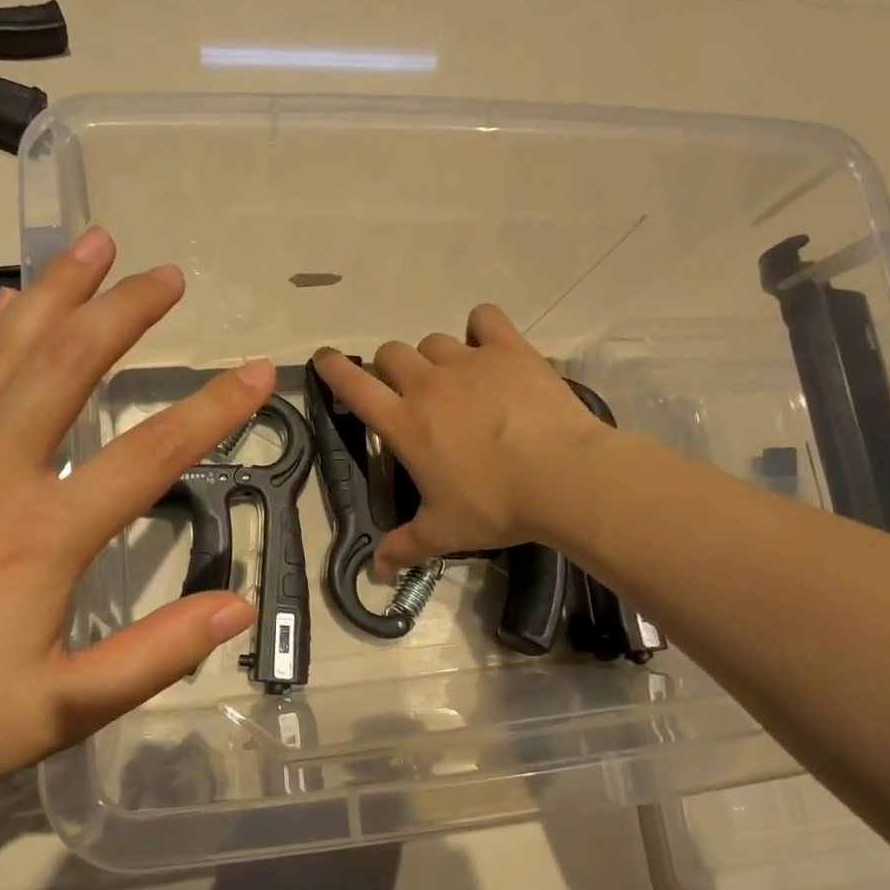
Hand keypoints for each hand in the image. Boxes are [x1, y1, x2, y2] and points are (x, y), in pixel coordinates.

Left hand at [0, 228, 272, 809]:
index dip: (214, 409)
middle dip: (126, 311)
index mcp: (41, 533)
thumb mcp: (57, 712)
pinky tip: (12, 305)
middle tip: (169, 273)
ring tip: (94, 245)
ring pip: (8, 349)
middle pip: (71, 365)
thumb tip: (236, 607)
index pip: (151, 454)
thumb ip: (154, 656)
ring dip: (58, 292)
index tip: (259, 371)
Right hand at [314, 306, 609, 572]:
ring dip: (434, 357)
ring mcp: (468, 362)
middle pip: (392, 353)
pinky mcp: (508, 350)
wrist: (563, 478)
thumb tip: (377, 571)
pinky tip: (489, 345)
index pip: (354, 385)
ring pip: (433, 341)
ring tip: (454, 379)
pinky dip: (481, 328)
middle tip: (410, 393)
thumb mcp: (444, 532)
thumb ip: (405, 547)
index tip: (326, 359)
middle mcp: (427, 385)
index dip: (334, 369)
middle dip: (392, 369)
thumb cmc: (495, 505)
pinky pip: (484, 319)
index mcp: (404, 423)